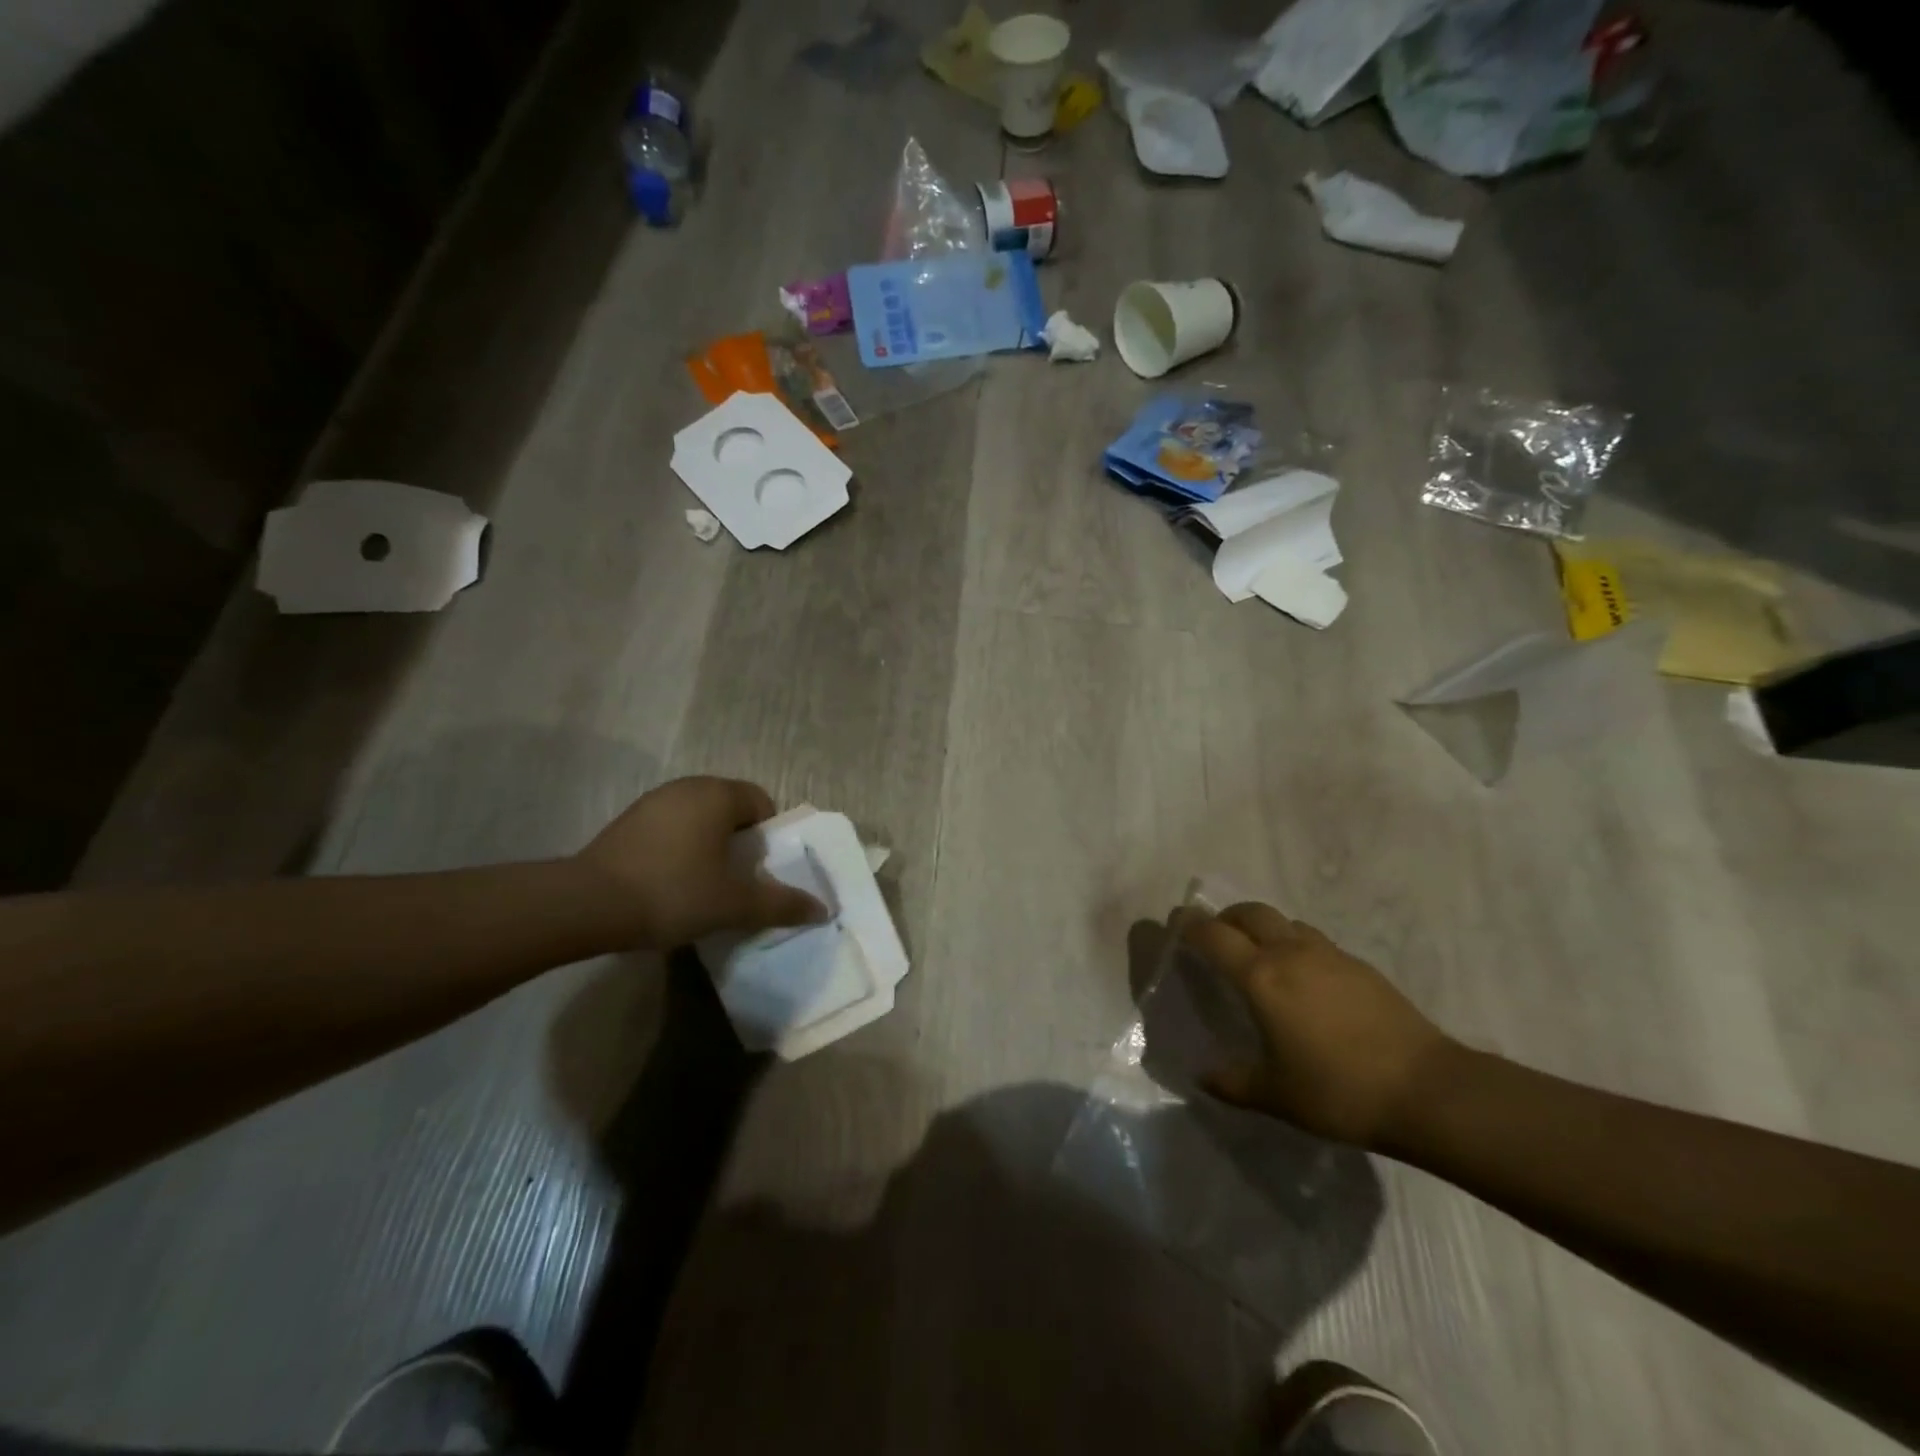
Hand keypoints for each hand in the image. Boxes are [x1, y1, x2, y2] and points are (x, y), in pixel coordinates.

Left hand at [575, 777, 827, 948]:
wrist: (588, 905)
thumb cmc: (674, 892)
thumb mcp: (735, 904)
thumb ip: (781, 904)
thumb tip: (822, 909)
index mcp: (718, 794)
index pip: (761, 802)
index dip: (769, 837)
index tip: (760, 871)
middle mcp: (687, 787)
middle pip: (730, 808)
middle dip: (740, 842)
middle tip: (737, 881)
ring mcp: (653, 801)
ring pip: (699, 818)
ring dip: (709, 845)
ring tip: (703, 885)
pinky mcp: (627, 821)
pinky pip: (670, 828)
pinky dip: (679, 848)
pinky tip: (669, 883)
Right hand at [1178, 901, 1455, 1149]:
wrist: (1427, 1090)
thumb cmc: (1339, 1091)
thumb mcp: (1276, 1096)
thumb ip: (1232, 1083)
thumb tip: (1202, 1077)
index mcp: (1261, 977)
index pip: (1214, 935)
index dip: (1191, 926)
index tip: (1176, 924)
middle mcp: (1291, 953)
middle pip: (1251, 912)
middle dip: (1227, 917)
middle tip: (1216, 937)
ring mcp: (1330, 956)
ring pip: (1286, 922)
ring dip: (1264, 928)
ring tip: (1260, 957)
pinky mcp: (1360, 967)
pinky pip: (1315, 941)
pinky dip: (1296, 945)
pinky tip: (1305, 981)